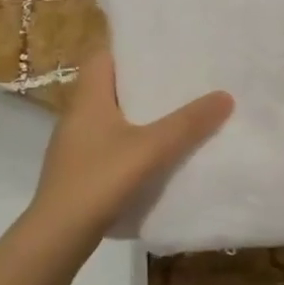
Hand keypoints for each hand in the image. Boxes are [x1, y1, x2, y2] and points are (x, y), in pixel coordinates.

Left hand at [31, 52, 231, 237]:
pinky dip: (130, 142)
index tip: (161, 50)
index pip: (102, 56)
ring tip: (175, 115)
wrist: (59, 234)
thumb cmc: (100, 179)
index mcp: (87, 98)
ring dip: (138, 115)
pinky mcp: (78, 170)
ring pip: (110, 117)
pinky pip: (108, 144)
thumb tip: (225, 95)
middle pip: (109, 86)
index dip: (129, 50)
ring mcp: (74, 145)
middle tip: (179, 81)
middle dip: (142, 83)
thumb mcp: (151, 148)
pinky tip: (154, 155)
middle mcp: (76, 115)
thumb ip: (188, 123)